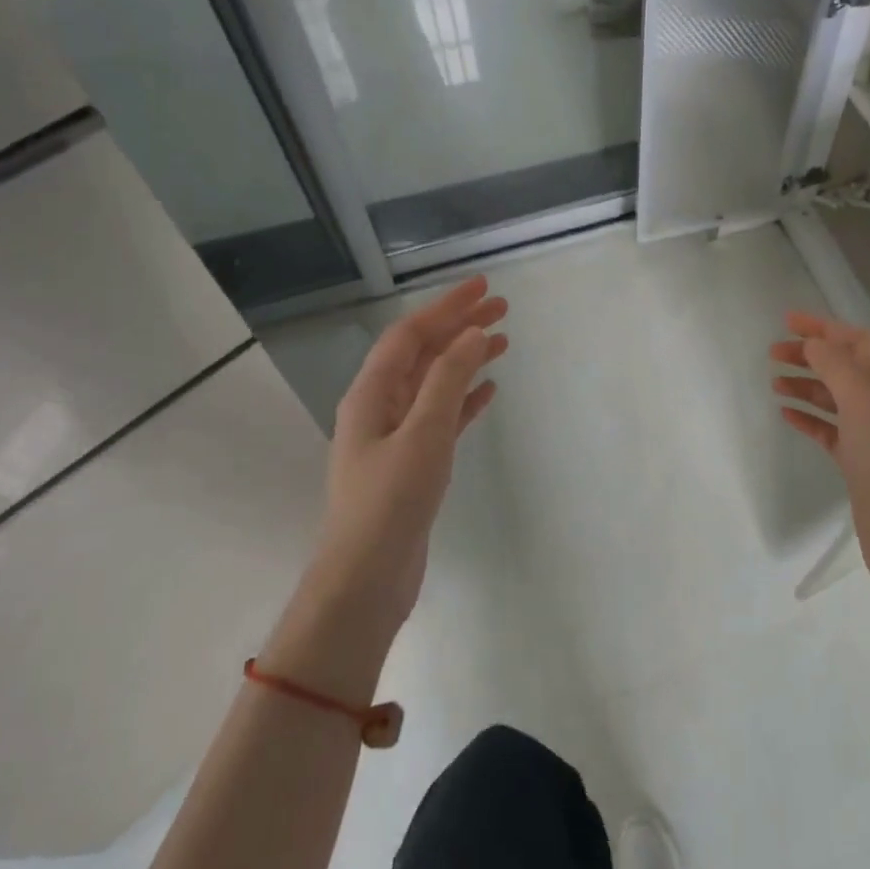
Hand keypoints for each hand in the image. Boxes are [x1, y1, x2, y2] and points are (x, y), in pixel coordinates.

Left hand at [306, 276, 508, 638]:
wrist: (366, 580)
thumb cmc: (390, 503)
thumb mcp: (423, 434)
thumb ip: (448, 381)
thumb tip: (473, 334)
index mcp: (371, 394)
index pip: (410, 334)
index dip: (446, 307)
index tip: (483, 287)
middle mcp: (380, 407)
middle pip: (423, 353)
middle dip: (459, 327)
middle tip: (502, 308)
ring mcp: (396, 436)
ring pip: (435, 383)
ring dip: (466, 359)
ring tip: (503, 341)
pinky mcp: (413, 463)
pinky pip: (443, 417)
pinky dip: (465, 399)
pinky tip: (489, 390)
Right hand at [770, 311, 869, 611]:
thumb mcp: (867, 412)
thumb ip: (840, 371)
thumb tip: (815, 343)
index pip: (860, 344)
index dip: (825, 328)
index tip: (787, 322)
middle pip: (846, 369)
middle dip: (812, 356)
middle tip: (773, 352)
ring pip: (835, 400)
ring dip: (807, 386)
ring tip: (774, 382)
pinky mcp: (861, 464)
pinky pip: (830, 431)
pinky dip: (809, 419)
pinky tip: (787, 415)